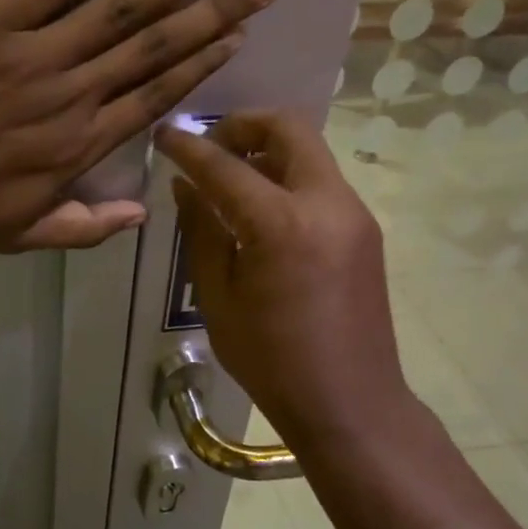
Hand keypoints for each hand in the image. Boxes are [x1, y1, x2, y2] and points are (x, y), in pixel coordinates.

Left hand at [0, 0, 277, 249]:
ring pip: (121, 11)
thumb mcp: (17, 235)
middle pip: (154, 48)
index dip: (199, 64)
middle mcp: (72, 95)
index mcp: (78, 146)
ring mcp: (34, 54)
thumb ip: (82, 229)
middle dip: (213, 12)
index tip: (237, 36)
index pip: (154, 97)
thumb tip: (140, 217)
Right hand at [155, 112, 412, 449]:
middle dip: (242, 126)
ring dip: (267, 149)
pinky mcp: (364, 230)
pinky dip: (288, 176)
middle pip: (287, 128)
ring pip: (309, 151)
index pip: (225, 166)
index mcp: (282, 224)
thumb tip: (186, 186)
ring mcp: (353, 214)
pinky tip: (262, 209)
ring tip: (231, 179)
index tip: (163, 135)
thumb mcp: (218, 297)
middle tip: (209, 150)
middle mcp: (327, 203)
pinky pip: (321, 181)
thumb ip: (201, 231)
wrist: (350, 403)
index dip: (188, 147)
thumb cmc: (271, 359)